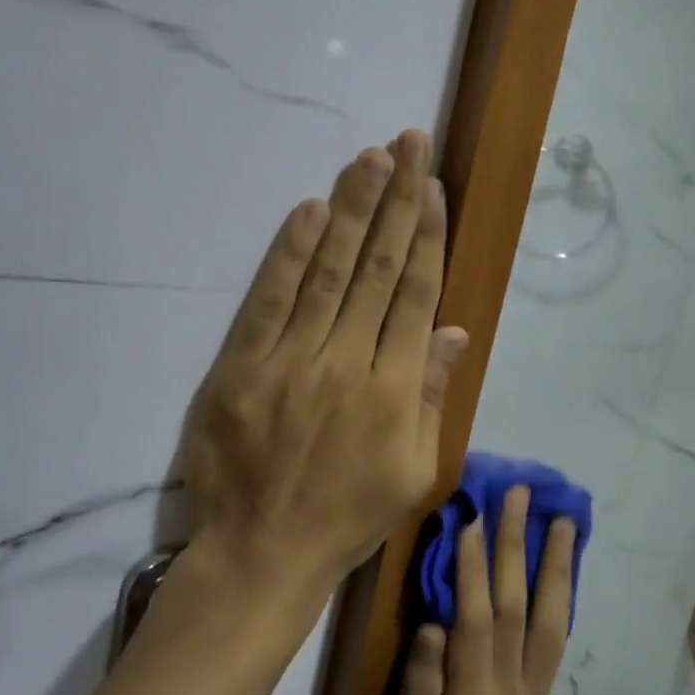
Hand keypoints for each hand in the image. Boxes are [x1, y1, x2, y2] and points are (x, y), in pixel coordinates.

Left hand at [182, 129, 468, 605]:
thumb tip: (451, 330)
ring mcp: (291, 359)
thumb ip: (432, 397)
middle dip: (396, 201)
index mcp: (395, 390)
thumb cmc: (347, 516)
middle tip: (409, 144)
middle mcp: (348, 362)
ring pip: (328, 270)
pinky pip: (270, 298)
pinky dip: (290, 252)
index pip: (414, 294)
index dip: (425, 236)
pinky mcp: (242, 364)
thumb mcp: (414, 472)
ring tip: (370, 158)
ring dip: (351, 209)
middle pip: (376, 268)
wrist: (262, 551)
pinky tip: (310, 209)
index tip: (432, 188)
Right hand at [379, 486, 576, 694]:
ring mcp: (531, 690)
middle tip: (521, 495)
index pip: (476, 618)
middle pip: (517, 604)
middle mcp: (512, 687)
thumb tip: (433, 625)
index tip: (471, 515)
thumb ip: (418, 690)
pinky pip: (554, 638)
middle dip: (517, 545)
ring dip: (554, 565)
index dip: (474, 565)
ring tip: (561, 521)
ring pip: (548, 617)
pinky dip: (560, 597)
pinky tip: (561, 570)